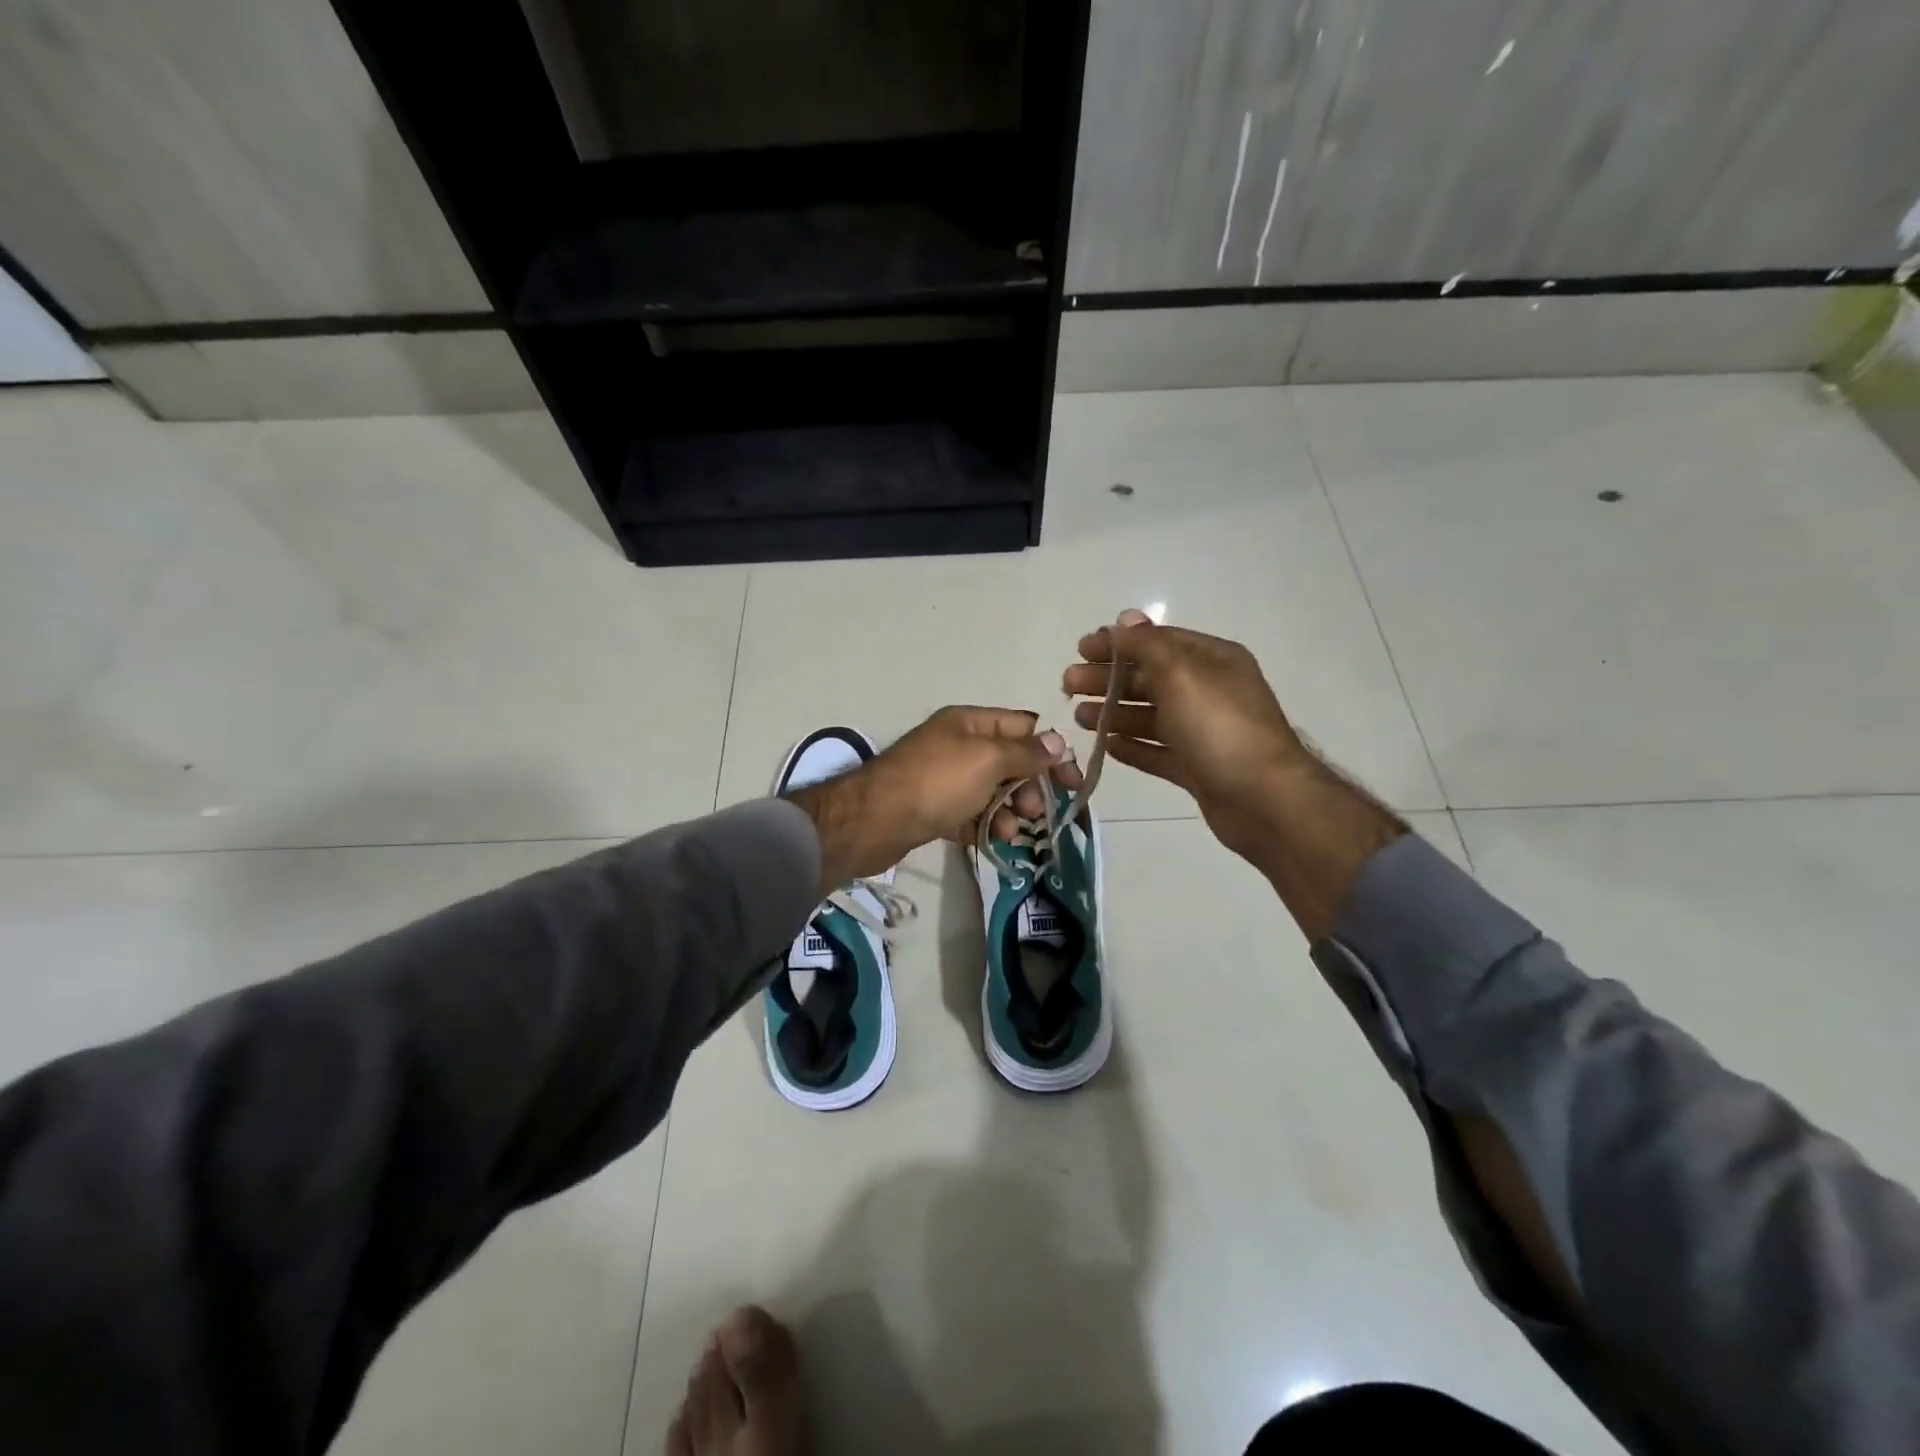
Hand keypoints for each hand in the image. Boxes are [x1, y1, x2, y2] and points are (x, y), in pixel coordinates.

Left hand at [786, 707, 1079, 892]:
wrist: (875, 821)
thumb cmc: (937, 782)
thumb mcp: (988, 759)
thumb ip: (1026, 752)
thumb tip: (1059, 742)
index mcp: (970, 723)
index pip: (1023, 727)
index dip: (1051, 751)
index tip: (1072, 782)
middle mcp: (958, 745)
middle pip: (1010, 761)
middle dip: (1030, 786)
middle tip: (1038, 812)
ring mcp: (945, 778)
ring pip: (992, 791)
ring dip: (1011, 810)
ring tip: (1013, 831)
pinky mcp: (935, 809)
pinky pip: (972, 813)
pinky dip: (986, 824)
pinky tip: (995, 839)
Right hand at [1064, 610, 1309, 862]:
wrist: (1264, 800)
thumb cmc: (1220, 728)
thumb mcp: (1181, 674)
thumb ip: (1148, 646)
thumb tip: (1125, 620)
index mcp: (1212, 661)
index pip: (1157, 642)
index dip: (1118, 643)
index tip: (1080, 650)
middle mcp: (1210, 692)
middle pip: (1150, 678)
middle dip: (1108, 679)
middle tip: (1068, 685)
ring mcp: (1205, 732)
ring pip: (1151, 716)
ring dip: (1115, 713)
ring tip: (1079, 717)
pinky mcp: (1198, 768)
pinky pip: (1159, 751)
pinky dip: (1133, 747)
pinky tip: (1107, 747)